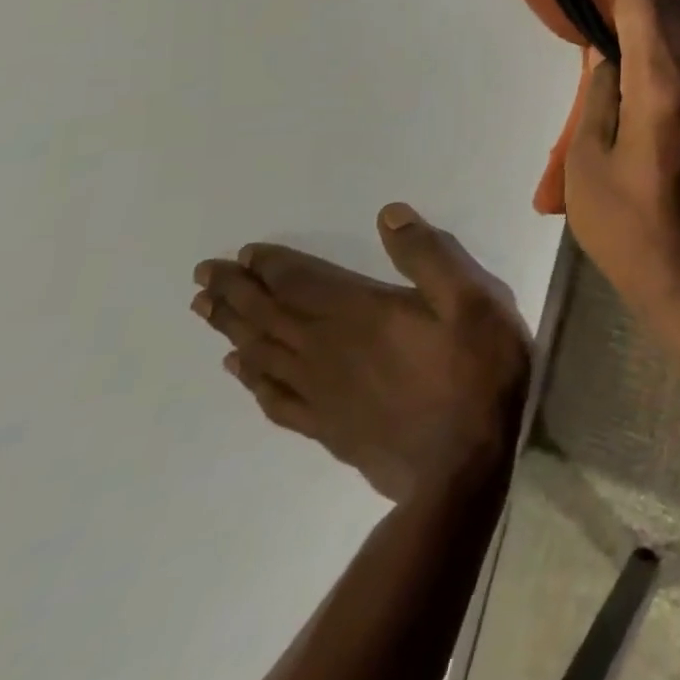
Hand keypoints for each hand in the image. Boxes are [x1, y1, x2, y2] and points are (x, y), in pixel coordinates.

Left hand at [192, 204, 531, 502]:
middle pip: (271, 316)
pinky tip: (239, 369)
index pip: (302, 283)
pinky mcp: (327, 428)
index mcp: (361, 314)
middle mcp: (329, 351)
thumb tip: (388, 215)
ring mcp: (323, 394)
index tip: (243, 252)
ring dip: (233, 328)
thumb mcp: (472, 298)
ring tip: (205, 310)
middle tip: (203, 274)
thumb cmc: (476, 370)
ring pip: (264, 354)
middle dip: (237, 292)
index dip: (272, 266)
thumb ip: (428, 255)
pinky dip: (251, 379)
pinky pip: (275, 398)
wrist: (464, 464)